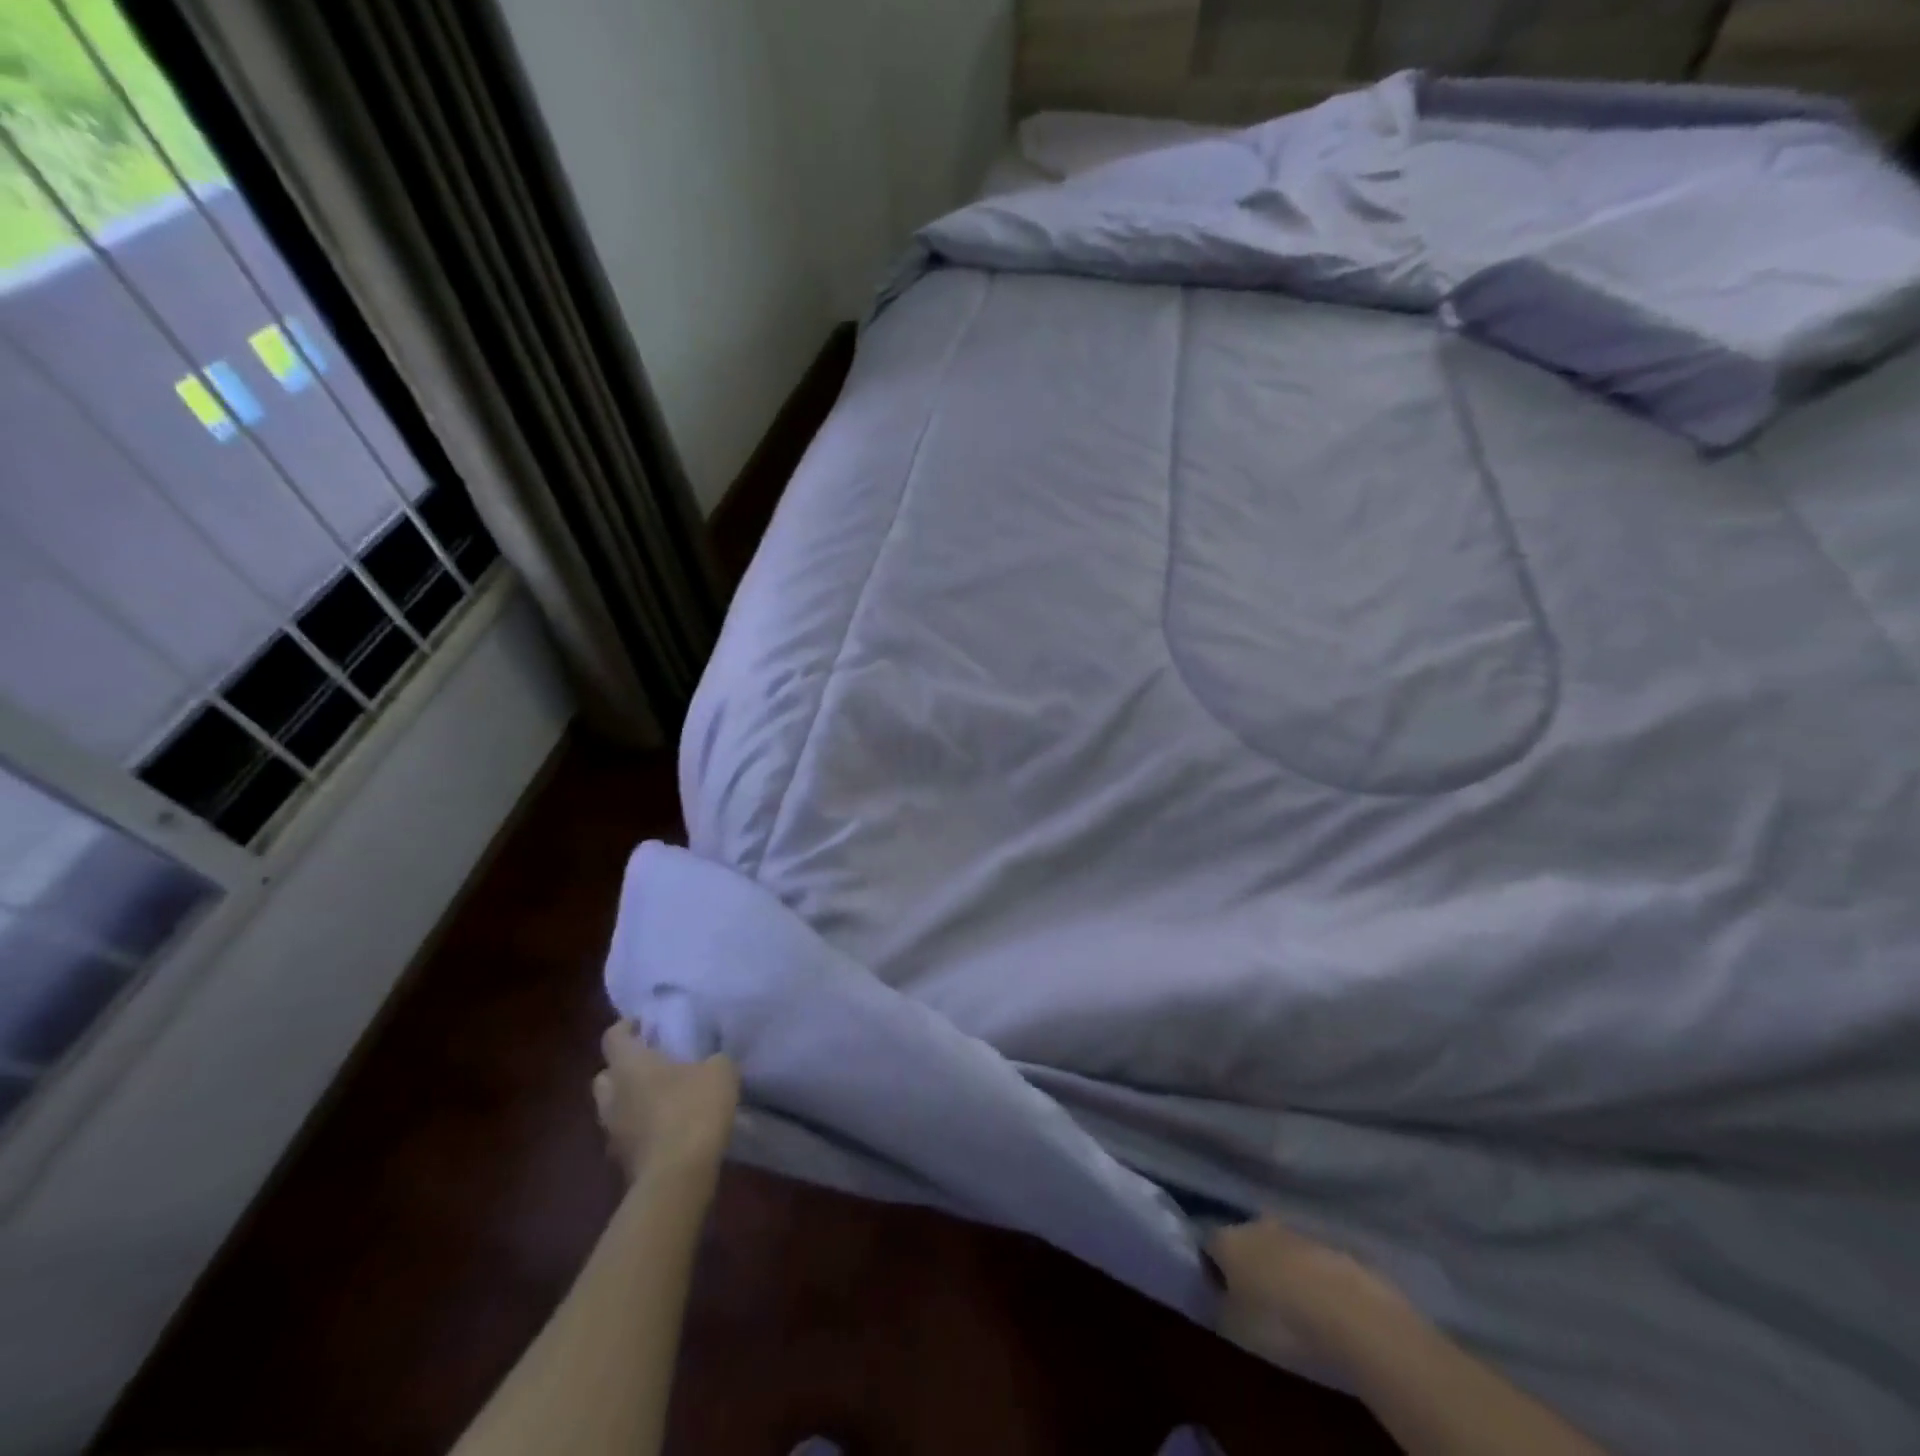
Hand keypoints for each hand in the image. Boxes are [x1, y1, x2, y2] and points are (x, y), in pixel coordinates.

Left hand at [592, 1021, 740, 1181]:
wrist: (677, 1177)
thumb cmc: (694, 1110)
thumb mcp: (720, 1071)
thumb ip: (712, 1060)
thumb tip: (709, 1062)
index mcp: (630, 1066)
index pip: (613, 1037)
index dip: (626, 1027)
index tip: (645, 1024)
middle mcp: (612, 1096)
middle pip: (605, 1075)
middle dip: (622, 1068)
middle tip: (651, 1063)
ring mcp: (613, 1133)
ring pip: (612, 1108)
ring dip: (630, 1102)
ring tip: (661, 1099)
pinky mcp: (622, 1163)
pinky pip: (627, 1136)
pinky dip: (640, 1130)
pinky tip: (667, 1130)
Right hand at [1208, 1217, 1405, 1367]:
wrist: (1352, 1314)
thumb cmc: (1280, 1322)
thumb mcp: (1236, 1329)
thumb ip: (1219, 1308)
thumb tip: (1217, 1299)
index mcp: (1227, 1239)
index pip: (1207, 1245)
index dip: (1209, 1270)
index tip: (1216, 1295)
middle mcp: (1255, 1224)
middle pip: (1243, 1242)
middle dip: (1246, 1266)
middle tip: (1252, 1300)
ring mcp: (1295, 1232)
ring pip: (1277, 1249)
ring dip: (1279, 1270)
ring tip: (1289, 1306)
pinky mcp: (1330, 1247)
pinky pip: (1308, 1262)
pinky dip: (1308, 1279)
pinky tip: (1318, 1307)